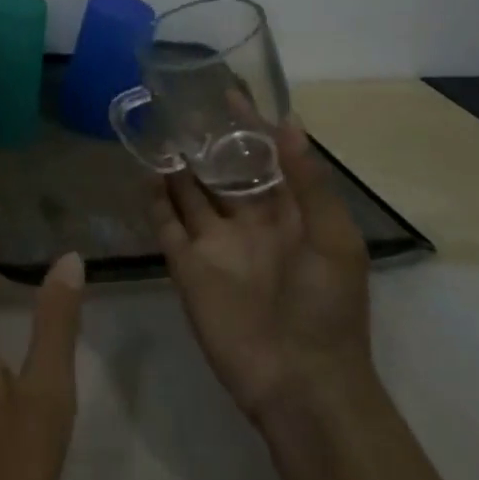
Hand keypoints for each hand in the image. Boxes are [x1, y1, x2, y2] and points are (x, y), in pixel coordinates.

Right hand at [150, 119, 373, 422]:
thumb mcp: (334, 240)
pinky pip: (166, 225)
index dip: (249, 128)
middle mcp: (248, 223)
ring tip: (157, 129)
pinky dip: (155, 200)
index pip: (265, 160)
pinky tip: (144, 172)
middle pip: (222, 173)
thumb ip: (309, 182)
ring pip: (190, 194)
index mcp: (289, 216)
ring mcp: (215, 244)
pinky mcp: (187, 267)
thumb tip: (289, 123)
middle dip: (205, 142)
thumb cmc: (326, 307)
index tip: (228, 94)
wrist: (300, 384)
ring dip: (177, 166)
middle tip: (180, 105)